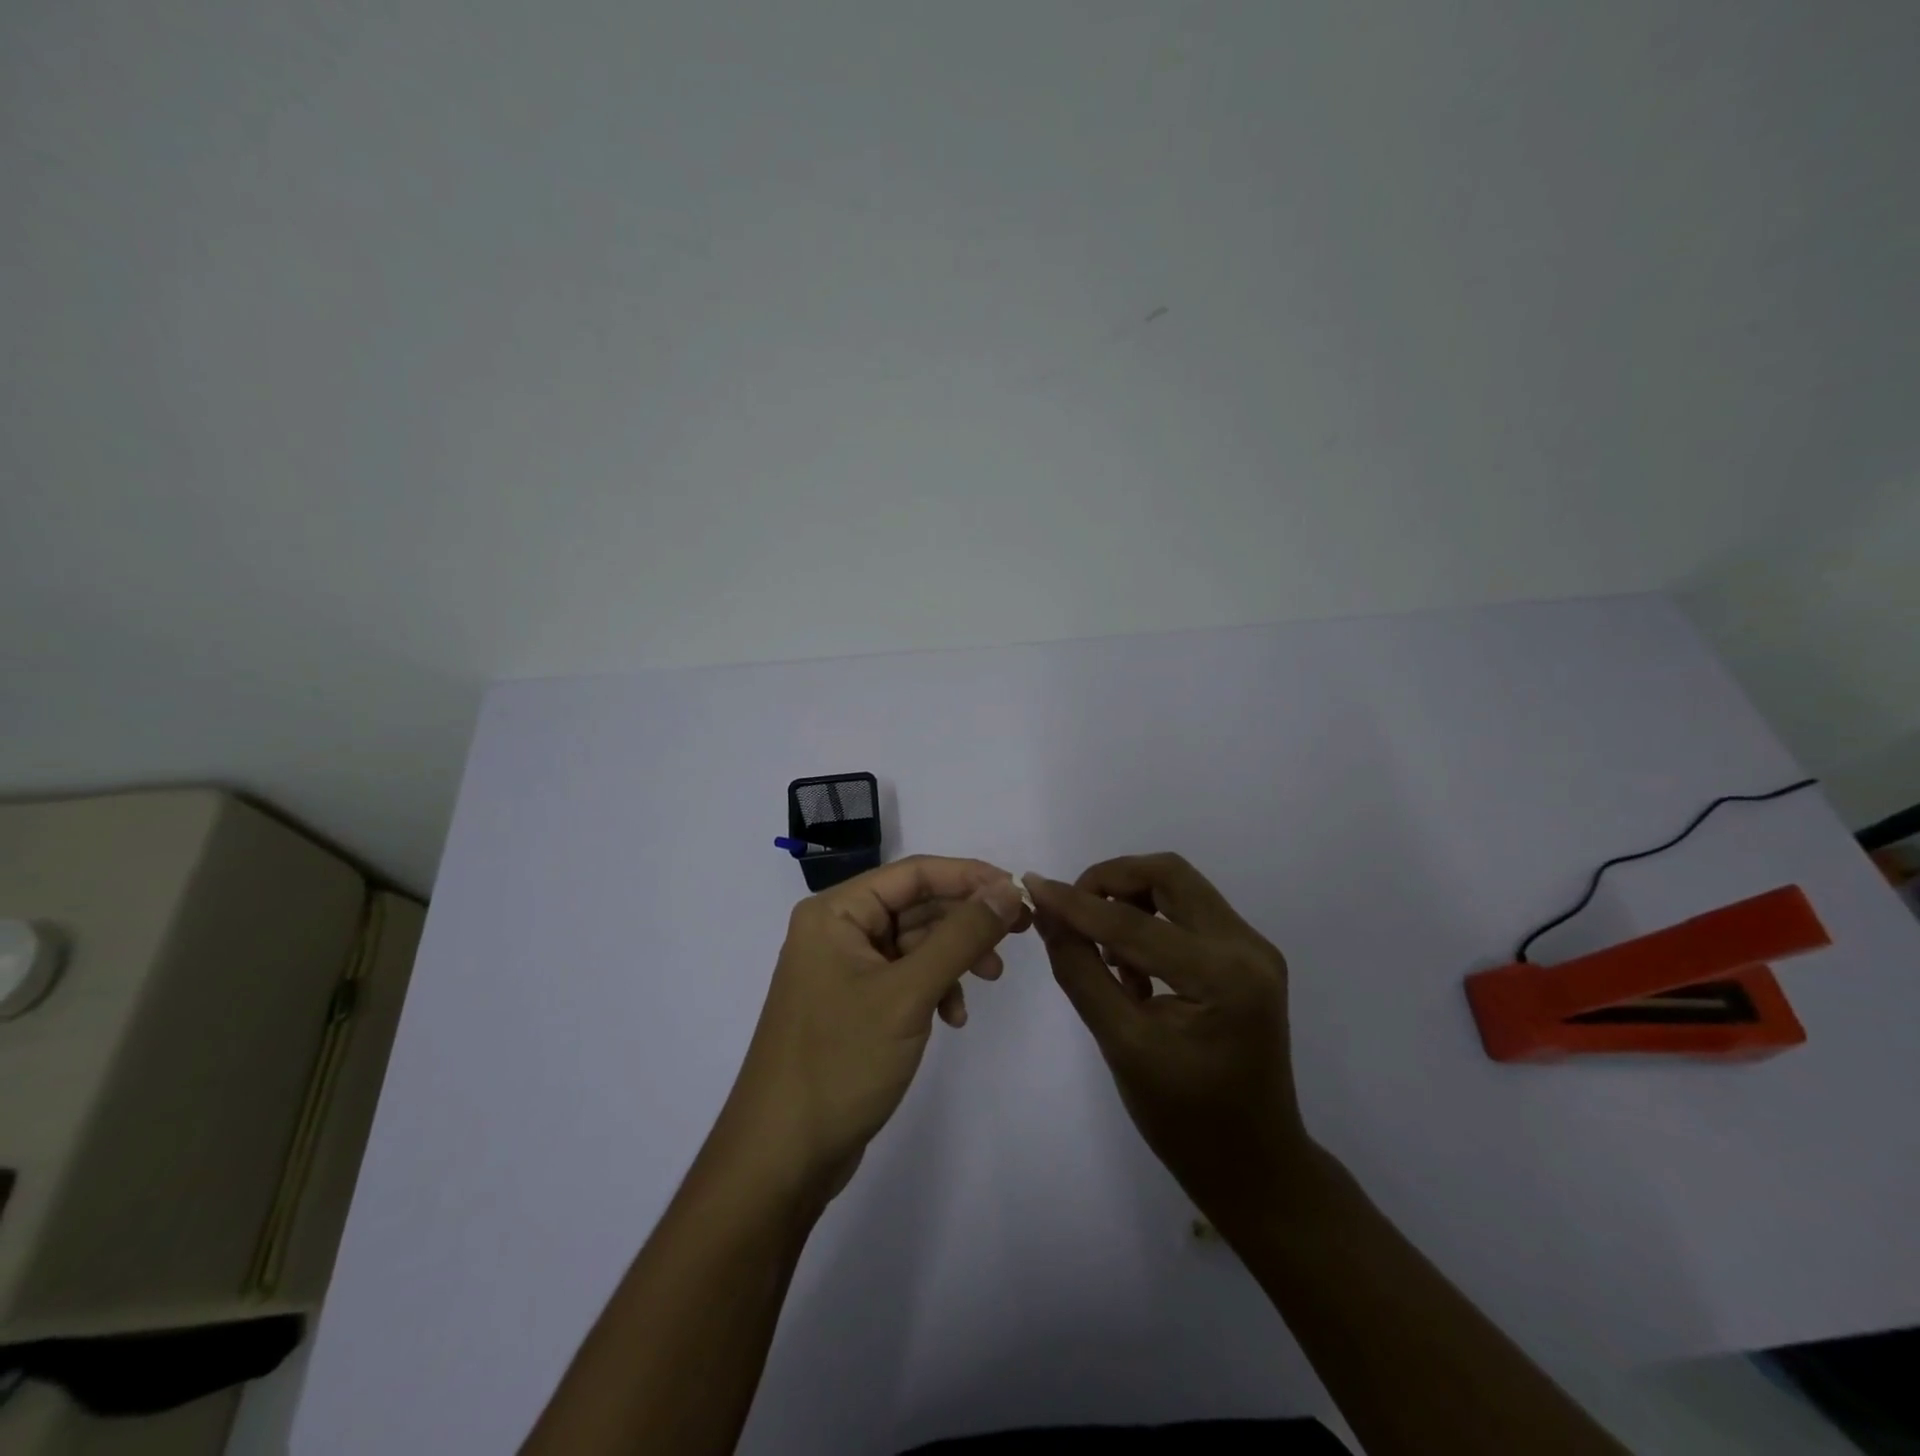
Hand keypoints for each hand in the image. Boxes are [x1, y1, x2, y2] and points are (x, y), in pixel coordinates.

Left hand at [712, 856, 1028, 1202]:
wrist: (782, 1157)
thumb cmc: (840, 1061)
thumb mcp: (909, 993)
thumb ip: (961, 936)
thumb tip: (1008, 890)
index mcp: (835, 912)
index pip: (913, 873)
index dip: (969, 876)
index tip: (1018, 890)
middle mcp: (836, 931)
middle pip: (916, 905)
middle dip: (966, 920)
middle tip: (1019, 933)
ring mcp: (843, 970)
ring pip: (914, 943)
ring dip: (954, 957)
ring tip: (991, 979)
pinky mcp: (854, 1005)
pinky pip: (904, 977)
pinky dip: (934, 988)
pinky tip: (953, 1017)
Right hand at [1026, 854, 1310, 1224]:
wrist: (1257, 1167)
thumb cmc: (1186, 1121)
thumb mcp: (1122, 1045)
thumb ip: (1081, 971)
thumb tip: (1047, 914)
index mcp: (1224, 976)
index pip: (1135, 922)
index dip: (1077, 902)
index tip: (1033, 886)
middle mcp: (1248, 947)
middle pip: (1169, 875)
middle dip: (1111, 882)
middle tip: (1071, 910)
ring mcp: (1254, 950)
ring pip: (1180, 888)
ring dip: (1131, 900)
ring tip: (1101, 949)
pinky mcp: (1248, 958)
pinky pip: (1190, 914)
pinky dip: (1151, 921)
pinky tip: (1131, 967)